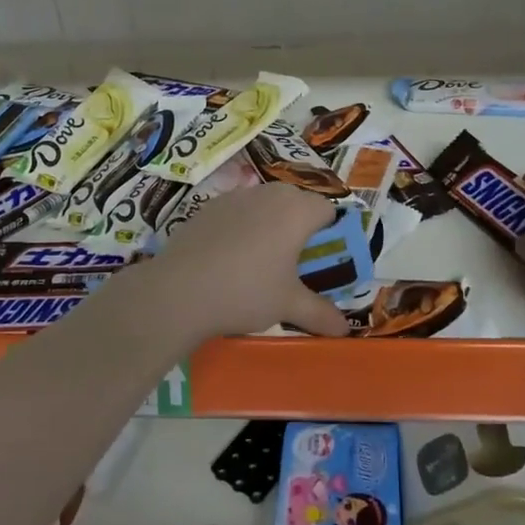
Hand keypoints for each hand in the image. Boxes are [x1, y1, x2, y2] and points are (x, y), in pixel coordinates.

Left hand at [141, 184, 348, 340]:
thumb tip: (345, 330)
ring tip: (259, 261)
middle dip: (300, 227)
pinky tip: (228, 259)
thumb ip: (320, 314)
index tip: (322, 259)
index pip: (328, 209)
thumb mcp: (288, 306)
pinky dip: (241, 227)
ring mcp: (235, 197)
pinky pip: (236, 212)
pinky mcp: (207, 207)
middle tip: (294, 262)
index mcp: (296, 211)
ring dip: (269, 224)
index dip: (331, 232)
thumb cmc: (246, 292)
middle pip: (296, 201)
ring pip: (264, 204)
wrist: (179, 290)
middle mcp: (268, 194)